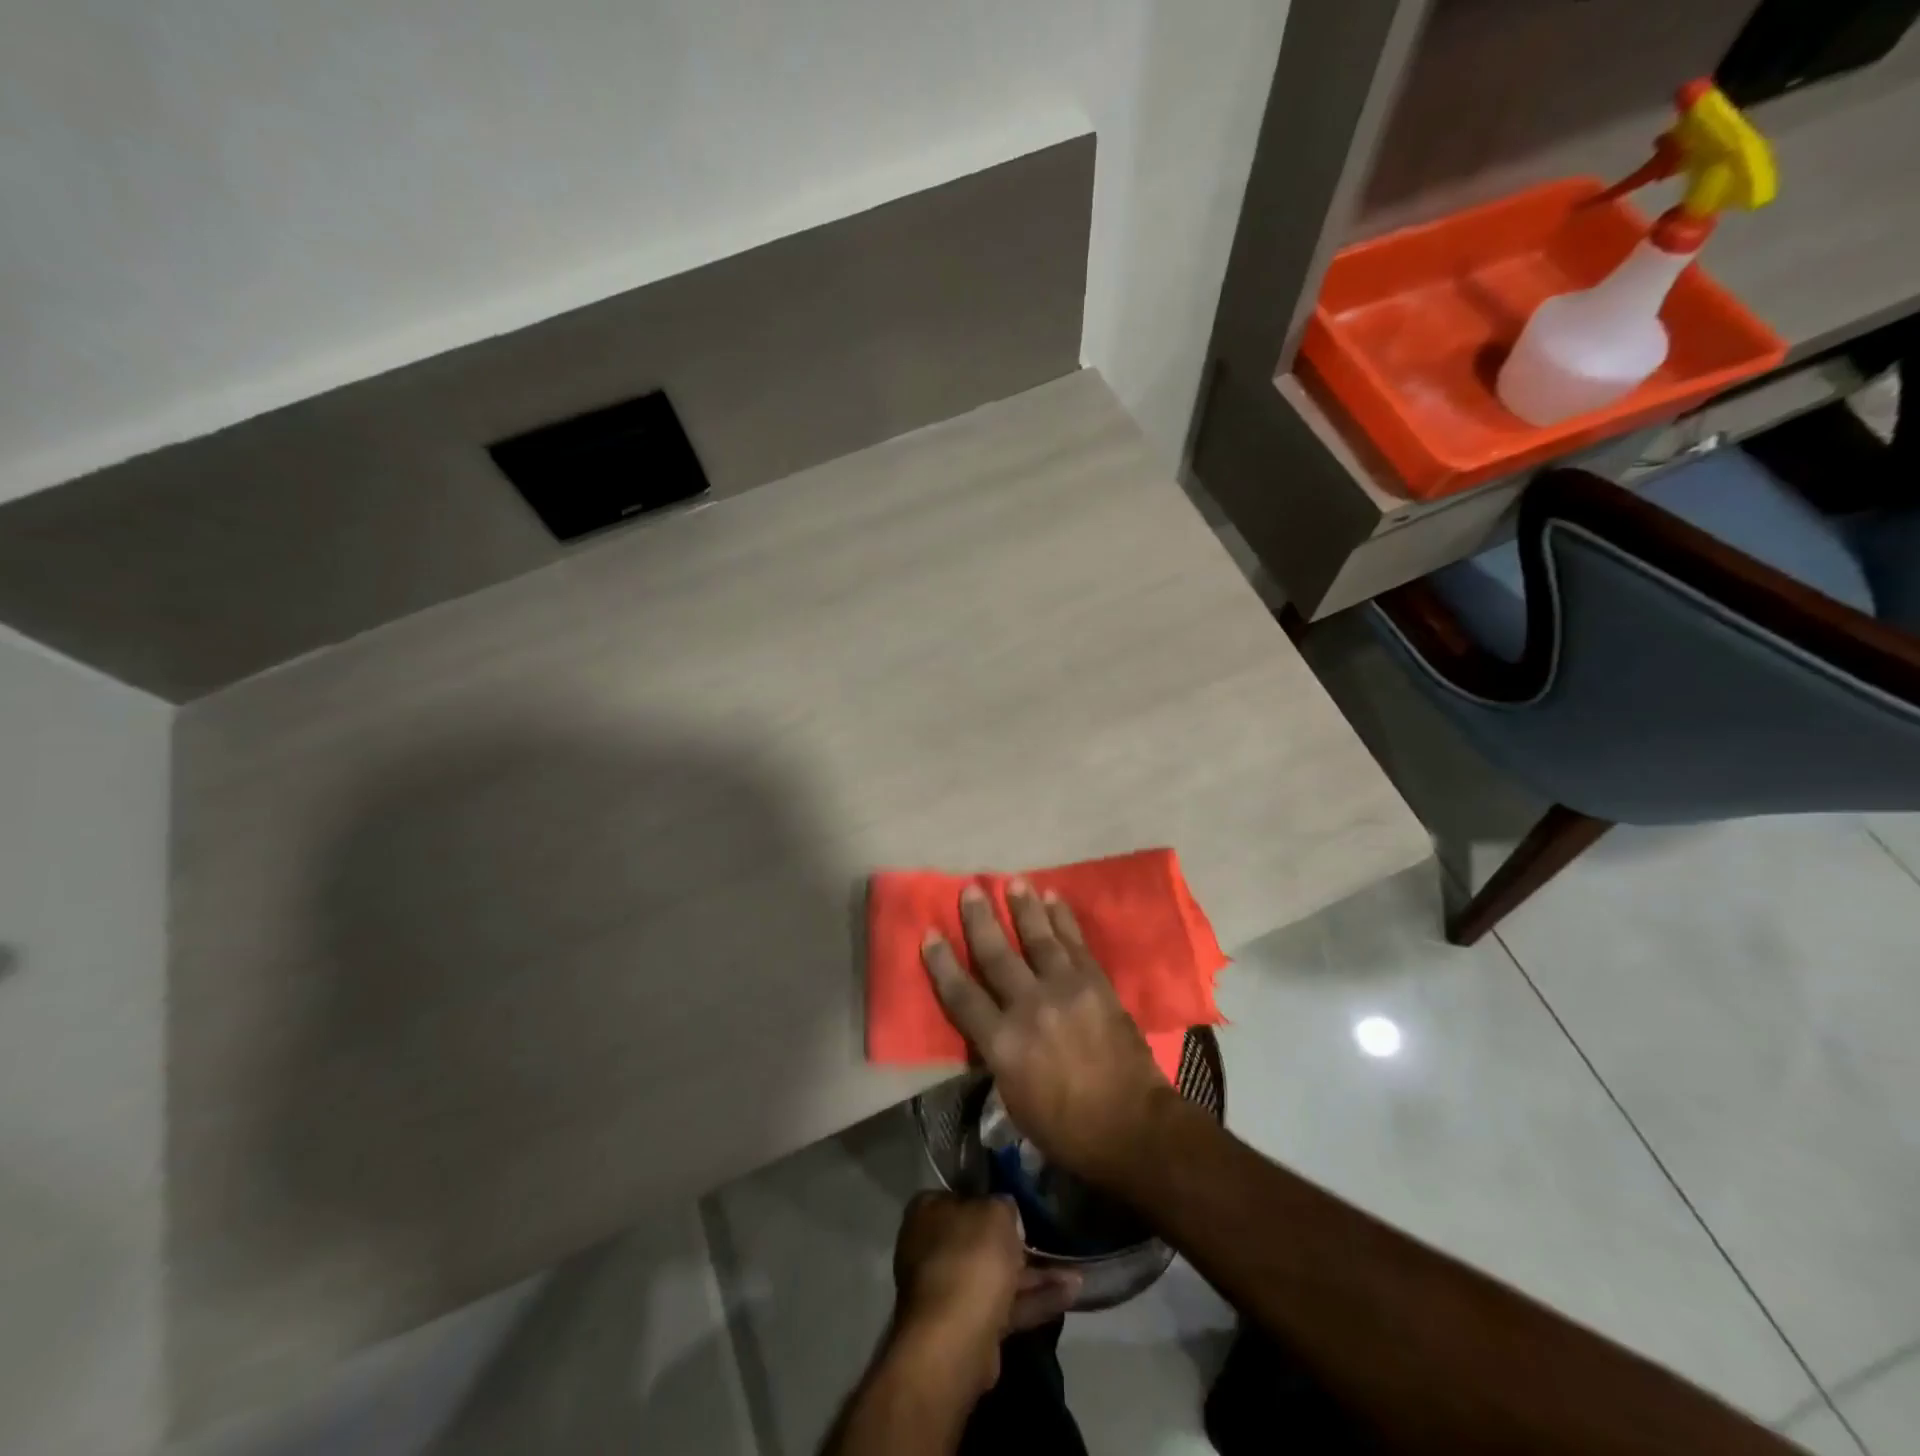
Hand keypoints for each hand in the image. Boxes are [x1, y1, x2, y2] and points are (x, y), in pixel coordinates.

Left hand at [891, 1192, 1080, 1392]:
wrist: (956, 1338)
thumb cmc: (971, 1256)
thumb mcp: (996, 1211)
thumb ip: (1003, 1205)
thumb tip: (1004, 1209)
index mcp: (927, 1212)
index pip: (961, 1195)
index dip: (990, 1197)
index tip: (1017, 1202)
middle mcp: (932, 1248)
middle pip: (980, 1239)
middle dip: (1018, 1242)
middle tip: (1050, 1237)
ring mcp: (950, 1290)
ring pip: (998, 1275)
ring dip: (1035, 1275)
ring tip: (1076, 1272)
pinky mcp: (970, 1326)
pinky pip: (1007, 1305)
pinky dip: (1036, 1300)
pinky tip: (1071, 1294)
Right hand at [921, 880, 1183, 1190]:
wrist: (1131, 1125)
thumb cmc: (1065, 1126)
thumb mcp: (1013, 1098)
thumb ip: (997, 1053)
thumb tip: (990, 1024)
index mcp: (1003, 1043)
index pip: (962, 995)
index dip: (942, 963)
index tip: (929, 933)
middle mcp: (1029, 1007)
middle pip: (997, 955)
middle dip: (980, 920)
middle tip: (970, 889)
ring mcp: (1066, 990)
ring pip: (1038, 938)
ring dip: (1023, 907)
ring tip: (1013, 881)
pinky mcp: (1095, 983)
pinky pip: (1075, 943)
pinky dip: (1063, 918)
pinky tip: (1053, 898)